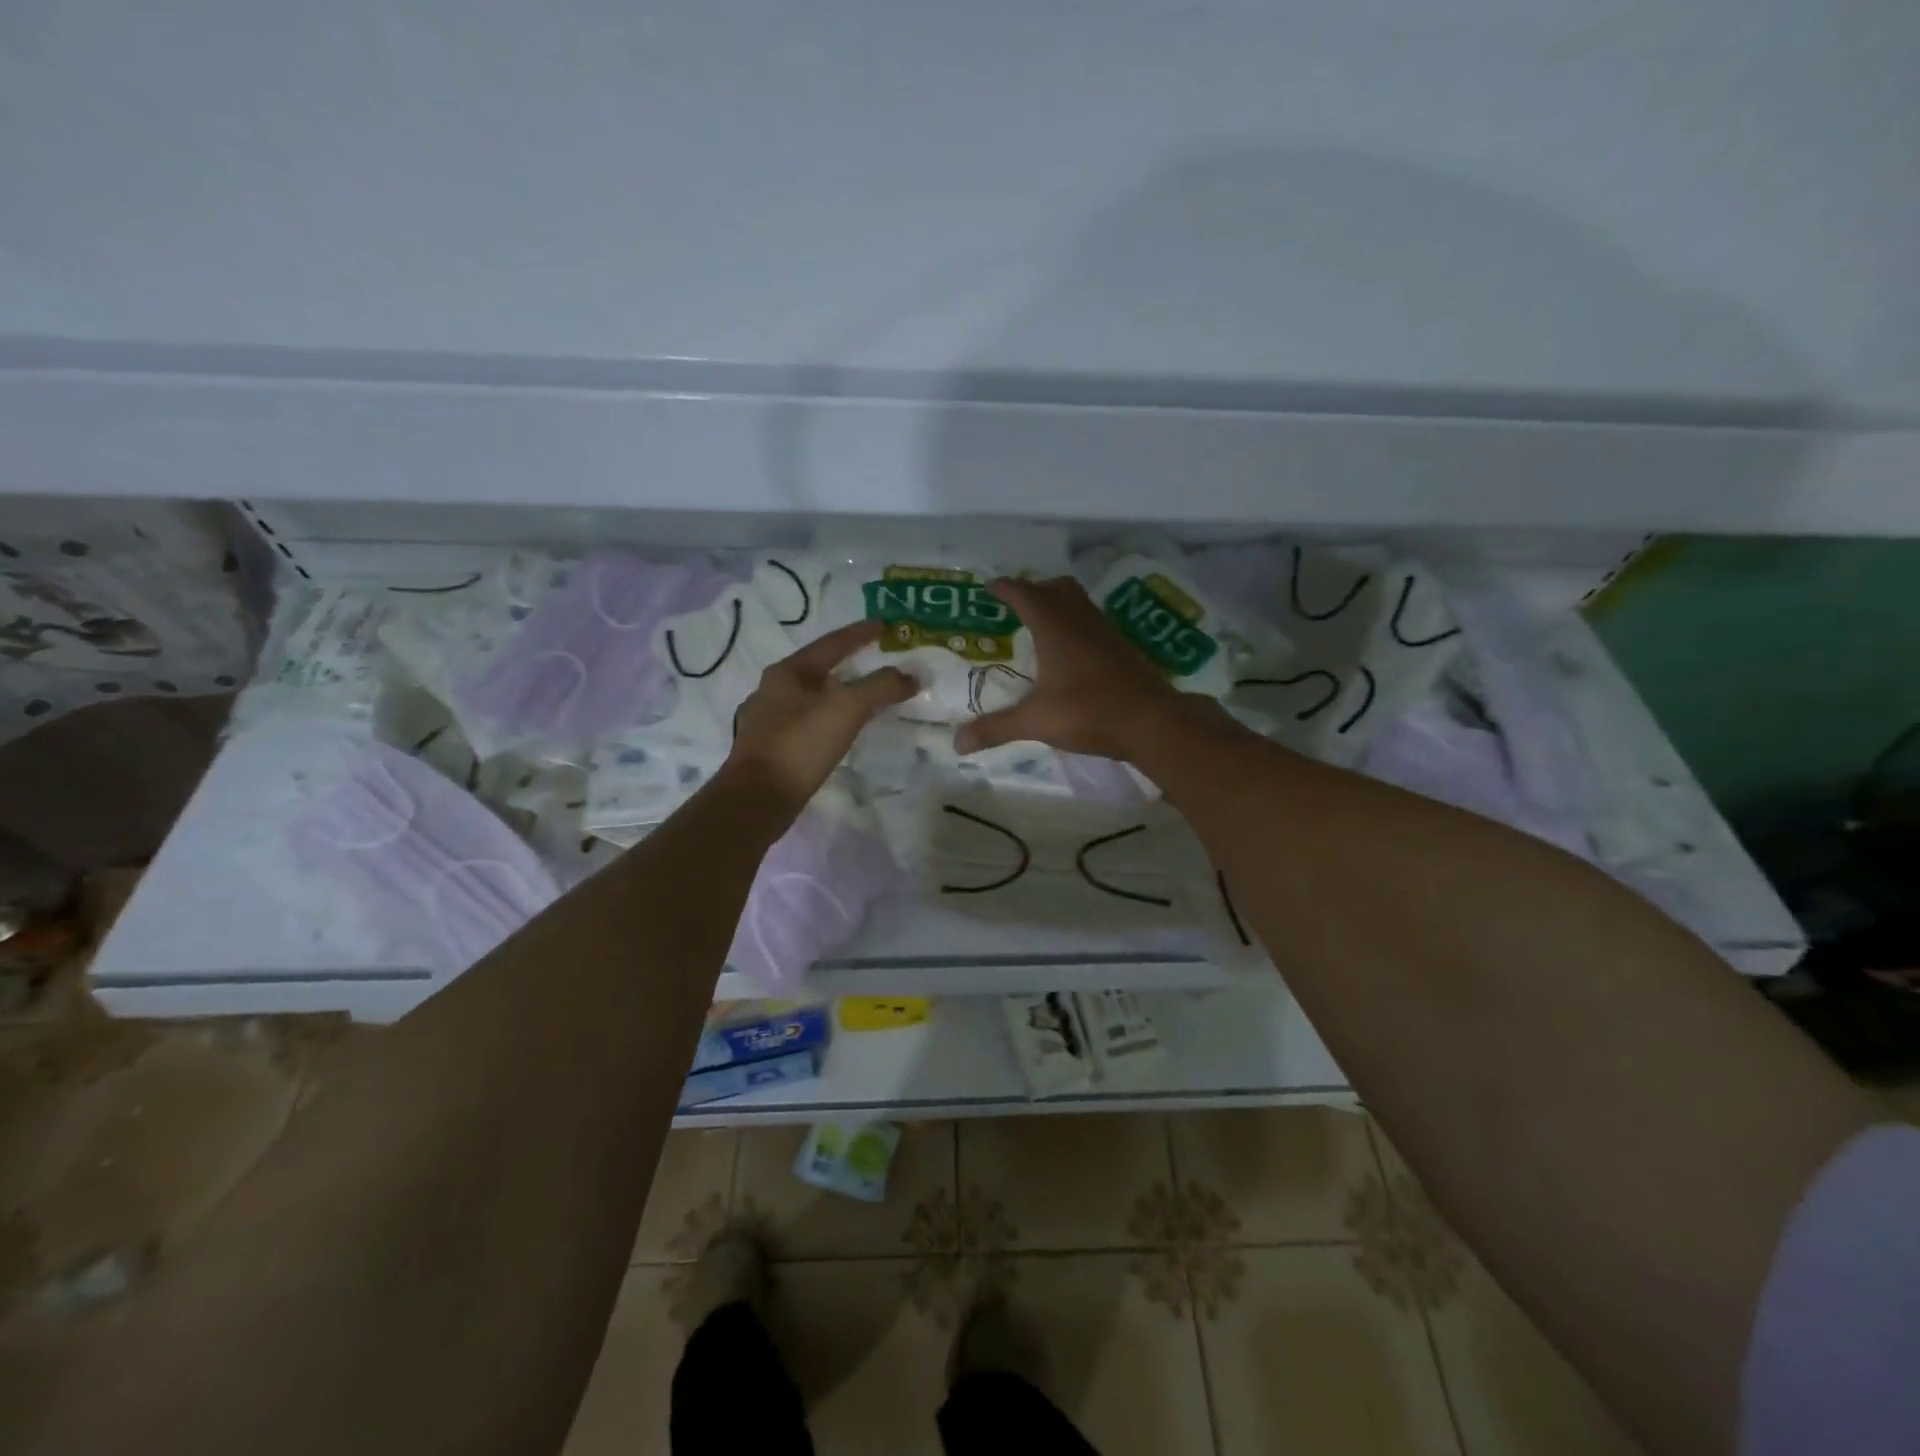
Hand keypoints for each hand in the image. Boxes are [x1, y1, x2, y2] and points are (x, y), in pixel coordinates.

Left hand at [726, 619, 915, 812]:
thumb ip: (881, 687)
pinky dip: (826, 719)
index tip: (885, 626)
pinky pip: (804, 723)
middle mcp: (772, 690)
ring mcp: (766, 721)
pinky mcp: (768, 749)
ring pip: (809, 697)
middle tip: (876, 661)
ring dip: (836, 693)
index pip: (831, 644)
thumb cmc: (800, 744)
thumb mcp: (847, 709)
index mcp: (787, 672)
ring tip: (861, 697)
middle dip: (847, 663)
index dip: (860, 634)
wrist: (757, 798)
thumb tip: (912, 675)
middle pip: (817, 668)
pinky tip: (835, 731)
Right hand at [953, 576, 1201, 761]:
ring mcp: (1105, 631)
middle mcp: (1080, 619)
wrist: (1151, 721)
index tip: (989, 588)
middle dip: (1034, 590)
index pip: (1024, 594)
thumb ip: (996, 728)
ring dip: (1058, 605)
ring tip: (1038, 627)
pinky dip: (1075, 625)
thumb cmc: (1089, 711)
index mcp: (1054, 626)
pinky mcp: (1121, 647)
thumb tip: (957, 743)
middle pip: (1056, 588)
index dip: (1005, 589)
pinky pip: (1092, 622)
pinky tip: (1069, 653)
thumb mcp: (1036, 721)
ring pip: (1078, 602)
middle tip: (1015, 606)